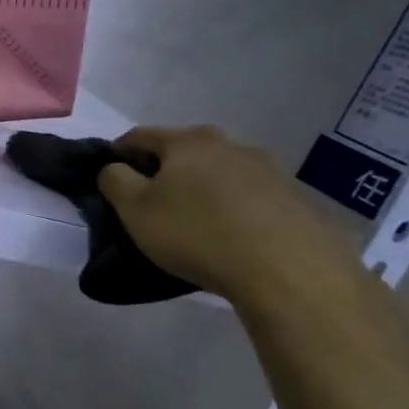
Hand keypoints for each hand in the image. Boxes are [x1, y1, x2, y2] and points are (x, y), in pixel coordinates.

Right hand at [97, 125, 363, 308]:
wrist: (289, 272)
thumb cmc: (197, 234)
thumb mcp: (135, 210)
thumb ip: (114, 180)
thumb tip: (115, 168)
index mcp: (188, 142)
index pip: (139, 136)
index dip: (118, 154)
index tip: (111, 181)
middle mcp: (231, 145)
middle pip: (184, 152)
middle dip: (164, 172)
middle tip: (152, 206)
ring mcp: (270, 170)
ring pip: (220, 174)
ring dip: (202, 190)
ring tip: (196, 225)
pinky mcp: (297, 200)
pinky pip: (252, 198)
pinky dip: (235, 210)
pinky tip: (233, 238)